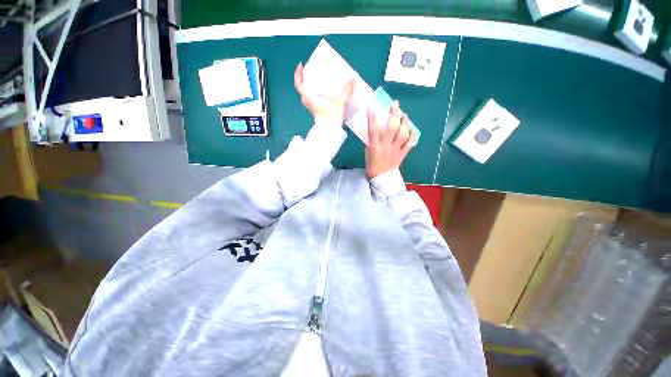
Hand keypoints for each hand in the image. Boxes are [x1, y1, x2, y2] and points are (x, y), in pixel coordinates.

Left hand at [294, 63, 355, 125]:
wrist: (330, 132)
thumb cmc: (330, 116)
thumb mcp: (339, 101)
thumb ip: (346, 90)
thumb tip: (353, 80)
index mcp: (309, 97)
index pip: (299, 84)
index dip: (298, 74)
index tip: (301, 66)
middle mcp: (308, 102)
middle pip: (303, 90)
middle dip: (305, 81)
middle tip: (311, 73)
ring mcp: (312, 108)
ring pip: (308, 96)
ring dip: (310, 89)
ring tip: (318, 83)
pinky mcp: (317, 113)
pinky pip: (313, 101)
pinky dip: (316, 96)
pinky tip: (324, 95)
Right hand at [365, 102, 414, 178]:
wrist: (381, 177)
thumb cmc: (372, 164)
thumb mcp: (368, 152)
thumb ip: (371, 140)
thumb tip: (375, 127)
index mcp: (375, 147)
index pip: (373, 131)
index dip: (372, 119)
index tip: (372, 108)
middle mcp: (386, 147)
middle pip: (391, 129)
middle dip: (394, 115)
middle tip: (395, 105)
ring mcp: (396, 150)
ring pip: (403, 134)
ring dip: (405, 123)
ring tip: (405, 115)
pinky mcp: (403, 154)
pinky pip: (410, 143)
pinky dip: (412, 135)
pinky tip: (412, 129)